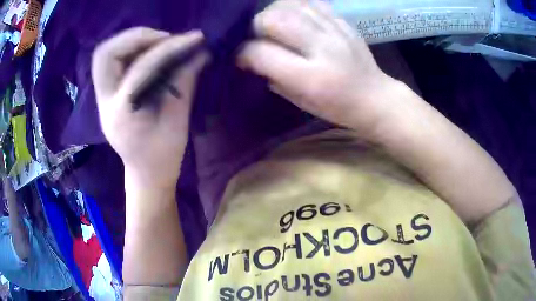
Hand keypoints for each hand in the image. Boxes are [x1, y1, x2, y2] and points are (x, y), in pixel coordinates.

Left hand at [92, 28, 207, 188]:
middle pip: (107, 54)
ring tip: (158, 42)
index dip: (168, 49)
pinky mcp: (107, 94)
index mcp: (120, 115)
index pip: (141, 69)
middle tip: (165, 39)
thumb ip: (184, 83)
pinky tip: (149, 51)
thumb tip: (199, 53)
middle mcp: (105, 102)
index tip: (194, 39)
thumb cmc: (162, 157)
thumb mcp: (177, 123)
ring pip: (105, 54)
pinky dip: (129, 48)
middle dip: (137, 38)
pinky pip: (111, 61)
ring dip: (131, 40)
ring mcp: (102, 98)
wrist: (145, 174)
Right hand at [238, 0, 395, 135]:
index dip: (243, 53)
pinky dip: (295, 5)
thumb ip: (273, 77)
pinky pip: (312, 2)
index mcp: (311, 78)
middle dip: (256, 26)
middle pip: (273, 20)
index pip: (262, 53)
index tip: (241, 58)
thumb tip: (252, 58)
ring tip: (274, 25)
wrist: (375, 97)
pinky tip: (293, 16)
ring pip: (291, 5)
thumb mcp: (301, 102)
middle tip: (258, 37)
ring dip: (274, 12)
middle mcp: (323, 48)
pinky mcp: (343, 22)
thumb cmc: (338, 107)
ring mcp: (335, 31)